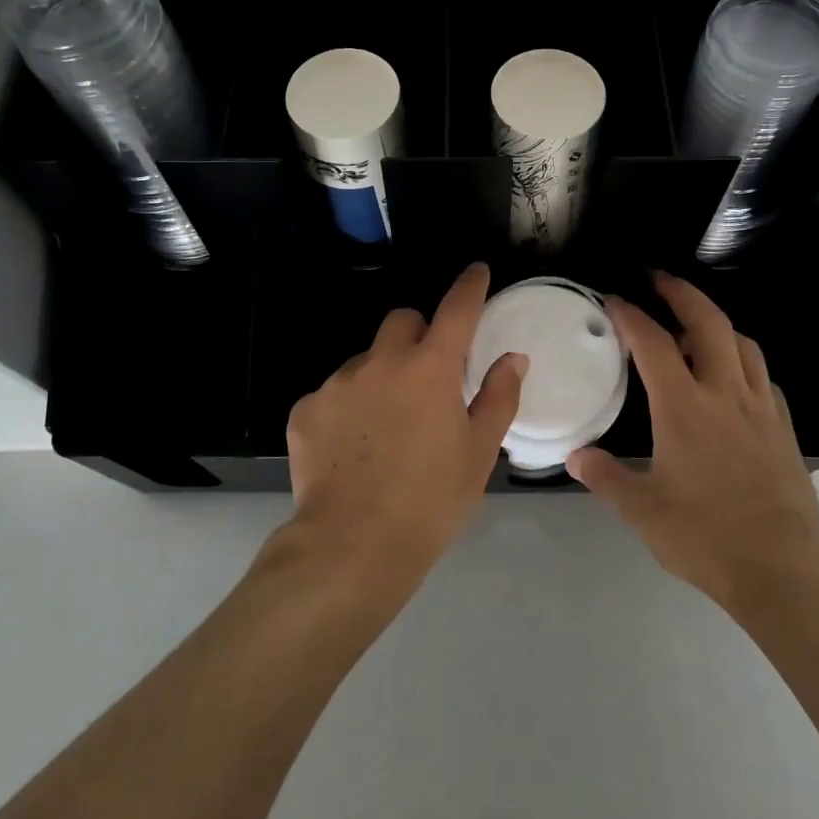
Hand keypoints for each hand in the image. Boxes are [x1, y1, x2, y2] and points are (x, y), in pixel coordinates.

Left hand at [283, 262, 526, 588]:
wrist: (351, 547)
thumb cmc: (430, 501)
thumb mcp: (478, 453)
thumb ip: (499, 397)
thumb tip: (512, 358)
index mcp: (430, 368)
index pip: (456, 309)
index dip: (469, 286)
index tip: (476, 272)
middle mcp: (381, 362)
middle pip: (402, 322)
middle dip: (418, 336)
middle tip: (427, 376)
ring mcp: (337, 383)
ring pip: (365, 360)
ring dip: (380, 377)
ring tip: (385, 429)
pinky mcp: (306, 409)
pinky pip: (334, 394)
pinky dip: (348, 409)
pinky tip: (352, 450)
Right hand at [568, 272, 818, 615]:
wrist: (785, 570)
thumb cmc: (706, 537)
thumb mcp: (643, 512)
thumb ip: (606, 478)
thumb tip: (576, 457)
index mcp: (684, 407)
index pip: (653, 343)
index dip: (630, 315)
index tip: (613, 300)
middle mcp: (725, 394)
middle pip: (708, 322)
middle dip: (681, 292)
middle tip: (659, 280)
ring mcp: (760, 408)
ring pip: (742, 343)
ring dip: (716, 322)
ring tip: (695, 325)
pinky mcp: (783, 427)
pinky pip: (762, 375)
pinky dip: (741, 360)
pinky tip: (731, 377)